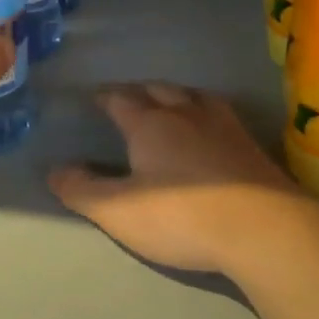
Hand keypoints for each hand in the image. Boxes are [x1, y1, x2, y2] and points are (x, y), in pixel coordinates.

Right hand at [50, 82, 318, 275]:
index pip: (120, 99)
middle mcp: (186, 113)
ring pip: (193, 96)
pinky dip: (206, 112)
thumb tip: (54, 169)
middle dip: (140, 91)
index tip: (95, 97)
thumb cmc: (181, 216)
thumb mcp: (118, 211)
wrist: (264, 229)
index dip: (105, 97)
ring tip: (170, 102)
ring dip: (176, 95)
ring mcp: (224, 126)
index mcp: (149, 123)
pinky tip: (211, 127)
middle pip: (158, 89)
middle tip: (129, 98)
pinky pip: (221, 114)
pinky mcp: (252, 145)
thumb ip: (82, 190)